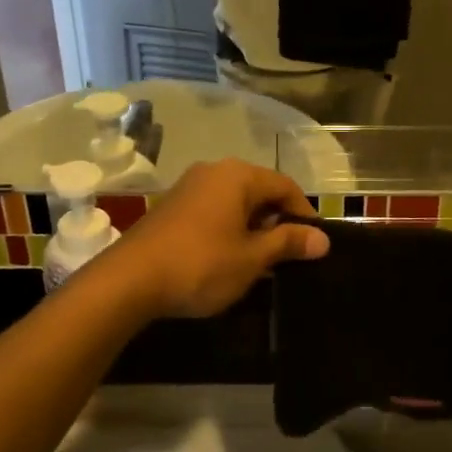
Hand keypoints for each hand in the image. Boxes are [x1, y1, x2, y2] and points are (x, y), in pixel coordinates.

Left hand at [112, 160, 328, 318]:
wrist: (129, 279)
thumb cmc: (201, 264)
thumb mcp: (251, 257)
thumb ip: (288, 243)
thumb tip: (322, 238)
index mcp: (238, 175)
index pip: (285, 186)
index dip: (305, 214)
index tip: (314, 244)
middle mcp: (213, 171)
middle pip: (259, 191)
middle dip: (277, 221)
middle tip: (289, 256)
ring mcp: (188, 187)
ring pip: (235, 202)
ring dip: (252, 228)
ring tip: (261, 262)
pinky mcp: (171, 207)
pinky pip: (213, 211)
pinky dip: (228, 229)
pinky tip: (228, 259)